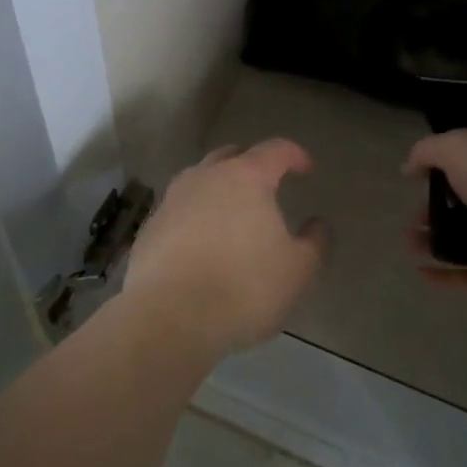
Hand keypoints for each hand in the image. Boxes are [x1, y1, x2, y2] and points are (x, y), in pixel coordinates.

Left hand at [123, 139, 327, 354]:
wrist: (169, 316)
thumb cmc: (243, 287)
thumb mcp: (297, 271)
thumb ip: (314, 243)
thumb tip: (317, 225)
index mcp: (245, 177)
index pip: (274, 150)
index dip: (294, 154)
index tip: (306, 167)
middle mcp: (205, 178)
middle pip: (230, 156)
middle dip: (249, 163)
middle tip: (265, 182)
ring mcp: (172, 200)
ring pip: (198, 180)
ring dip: (217, 188)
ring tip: (230, 211)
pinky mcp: (150, 228)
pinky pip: (178, 211)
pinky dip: (194, 216)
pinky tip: (200, 242)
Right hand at [403, 130, 466, 286]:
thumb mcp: (457, 147)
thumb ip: (427, 151)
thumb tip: (408, 168)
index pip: (464, 165)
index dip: (436, 173)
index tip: (413, 184)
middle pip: (462, 207)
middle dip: (430, 214)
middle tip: (408, 222)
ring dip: (434, 245)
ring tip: (408, 248)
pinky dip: (450, 276)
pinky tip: (423, 274)